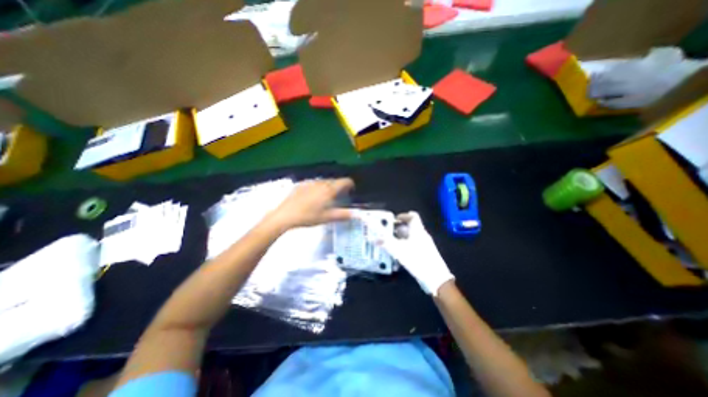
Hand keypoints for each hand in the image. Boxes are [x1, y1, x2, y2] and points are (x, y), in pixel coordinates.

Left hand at [265, 178, 354, 231]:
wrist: (286, 215)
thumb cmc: (308, 216)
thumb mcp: (327, 218)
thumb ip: (342, 215)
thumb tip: (354, 214)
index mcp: (329, 190)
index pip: (344, 181)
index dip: (350, 184)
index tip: (351, 190)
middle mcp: (321, 183)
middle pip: (334, 181)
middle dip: (339, 186)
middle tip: (340, 196)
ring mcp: (310, 183)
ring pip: (324, 181)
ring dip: (329, 186)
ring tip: (327, 197)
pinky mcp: (301, 185)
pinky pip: (314, 183)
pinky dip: (318, 187)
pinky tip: (313, 196)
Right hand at [375, 215, 453, 293]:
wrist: (436, 278)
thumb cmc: (417, 259)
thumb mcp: (399, 250)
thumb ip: (386, 243)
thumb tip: (374, 238)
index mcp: (417, 230)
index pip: (412, 216)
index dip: (403, 215)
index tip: (394, 220)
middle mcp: (422, 235)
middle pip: (411, 226)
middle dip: (399, 228)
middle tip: (390, 233)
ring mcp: (425, 244)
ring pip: (412, 236)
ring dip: (402, 237)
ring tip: (392, 243)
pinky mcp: (426, 253)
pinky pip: (414, 244)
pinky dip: (406, 245)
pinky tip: (400, 254)